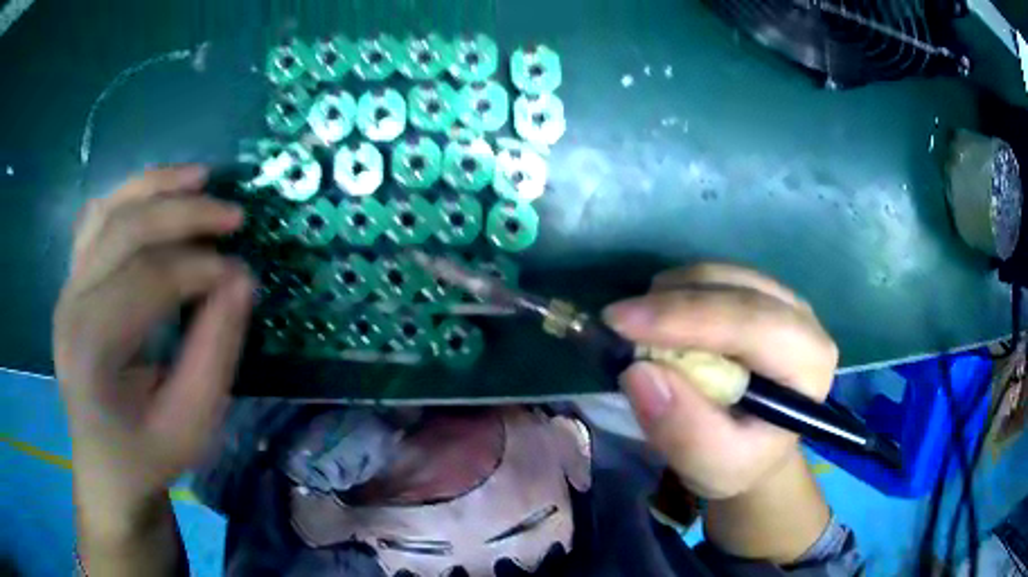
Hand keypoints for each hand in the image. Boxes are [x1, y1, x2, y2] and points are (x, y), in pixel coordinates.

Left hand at [54, 166, 252, 535]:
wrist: (105, 467)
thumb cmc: (147, 455)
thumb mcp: (191, 426)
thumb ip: (213, 354)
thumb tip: (241, 281)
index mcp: (91, 350)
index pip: (147, 280)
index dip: (200, 268)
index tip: (243, 275)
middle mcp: (71, 305)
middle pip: (124, 229)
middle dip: (184, 213)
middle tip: (235, 215)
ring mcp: (67, 288)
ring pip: (108, 210)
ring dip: (156, 186)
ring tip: (200, 177)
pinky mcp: (73, 282)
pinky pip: (97, 219)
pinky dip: (129, 196)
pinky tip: (158, 194)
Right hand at [603, 264, 837, 499]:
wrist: (754, 448)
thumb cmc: (739, 461)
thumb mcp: (712, 466)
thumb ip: (683, 429)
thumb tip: (637, 372)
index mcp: (808, 363)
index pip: (752, 323)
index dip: (686, 318)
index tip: (620, 323)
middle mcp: (803, 319)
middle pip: (735, 289)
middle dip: (672, 302)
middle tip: (615, 322)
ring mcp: (781, 300)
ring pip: (721, 274)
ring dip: (672, 294)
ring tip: (638, 329)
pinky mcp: (758, 294)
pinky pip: (713, 276)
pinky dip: (678, 291)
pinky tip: (660, 319)